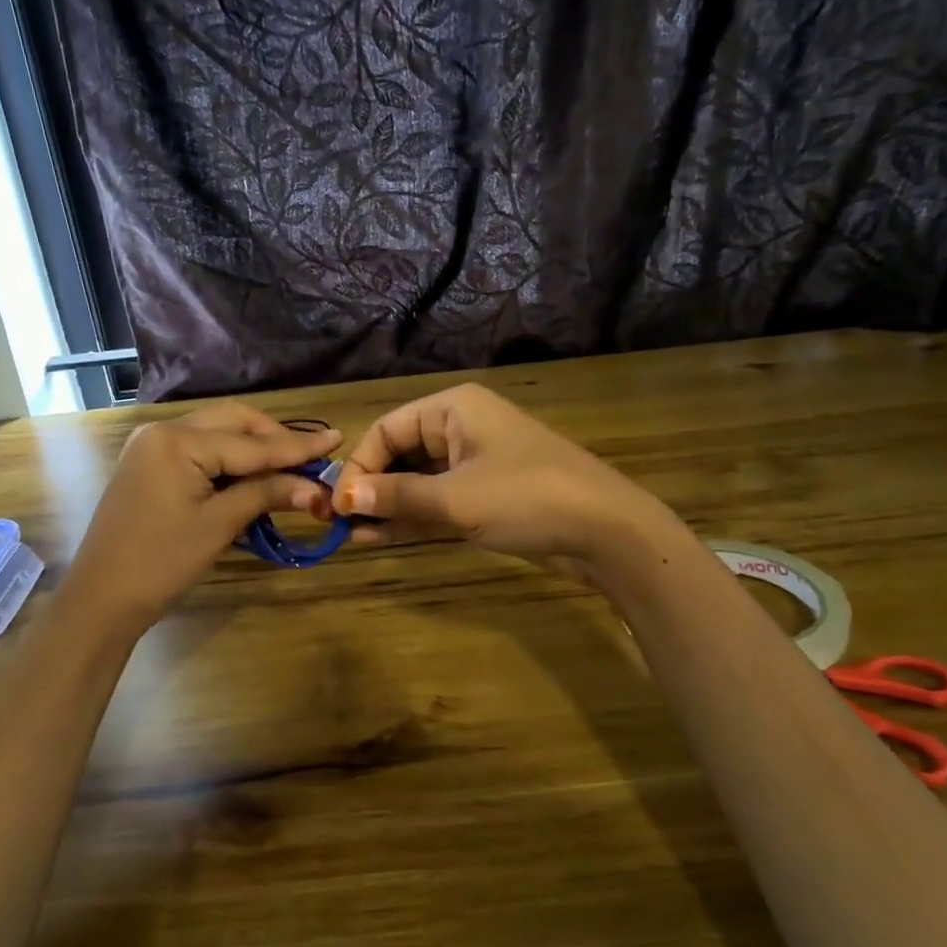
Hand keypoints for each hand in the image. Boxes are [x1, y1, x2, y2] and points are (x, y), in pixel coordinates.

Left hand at [60, 402, 341, 637]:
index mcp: (177, 440)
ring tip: (290, 466)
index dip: (297, 446)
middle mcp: (163, 431)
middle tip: (312, 456)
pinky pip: (200, 450)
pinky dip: (230, 461)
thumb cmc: (160, 563)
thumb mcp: (218, 526)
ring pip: (217, 433)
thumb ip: (267, 494)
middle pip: (233, 422)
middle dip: (274, 438)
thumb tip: (317, 488)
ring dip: (254, 448)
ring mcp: (152, 447)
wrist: (100, 599)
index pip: (251, 442)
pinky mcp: (150, 465)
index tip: (338, 438)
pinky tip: (254, 476)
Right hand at [331, 383, 674, 576]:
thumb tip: (340, 499)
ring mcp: (476, 463)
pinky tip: (381, 538)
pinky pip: (439, 501)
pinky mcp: (487, 495)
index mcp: (454, 409)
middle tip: (340, 524)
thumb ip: (396, 496)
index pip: (387, 429)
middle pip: (400, 454)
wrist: (607, 531)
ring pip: (418, 481)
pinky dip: (413, 518)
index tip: (339, 504)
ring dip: (388, 507)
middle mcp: (461, 428)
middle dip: (372, 488)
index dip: (360, 465)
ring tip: (353, 537)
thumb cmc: (527, 497)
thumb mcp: (455, 499)